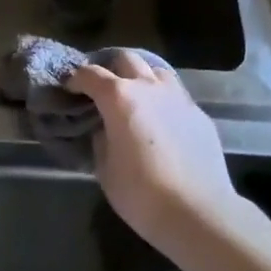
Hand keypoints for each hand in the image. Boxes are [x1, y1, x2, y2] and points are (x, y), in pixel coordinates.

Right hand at [68, 52, 239, 245]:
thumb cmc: (141, 193)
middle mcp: (149, 87)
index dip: (76, 79)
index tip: (70, 88)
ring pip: (156, 70)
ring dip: (141, 76)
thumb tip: (105, 129)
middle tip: (102, 86)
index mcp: (118, 98)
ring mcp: (178, 97)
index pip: (91, 75)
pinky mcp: (199, 114)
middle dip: (110, 67)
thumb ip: (101, 139)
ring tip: (135, 96)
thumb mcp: (105, 168)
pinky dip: (162, 99)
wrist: (198, 212)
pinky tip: (161, 120)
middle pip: (126, 59)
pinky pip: (176, 95)